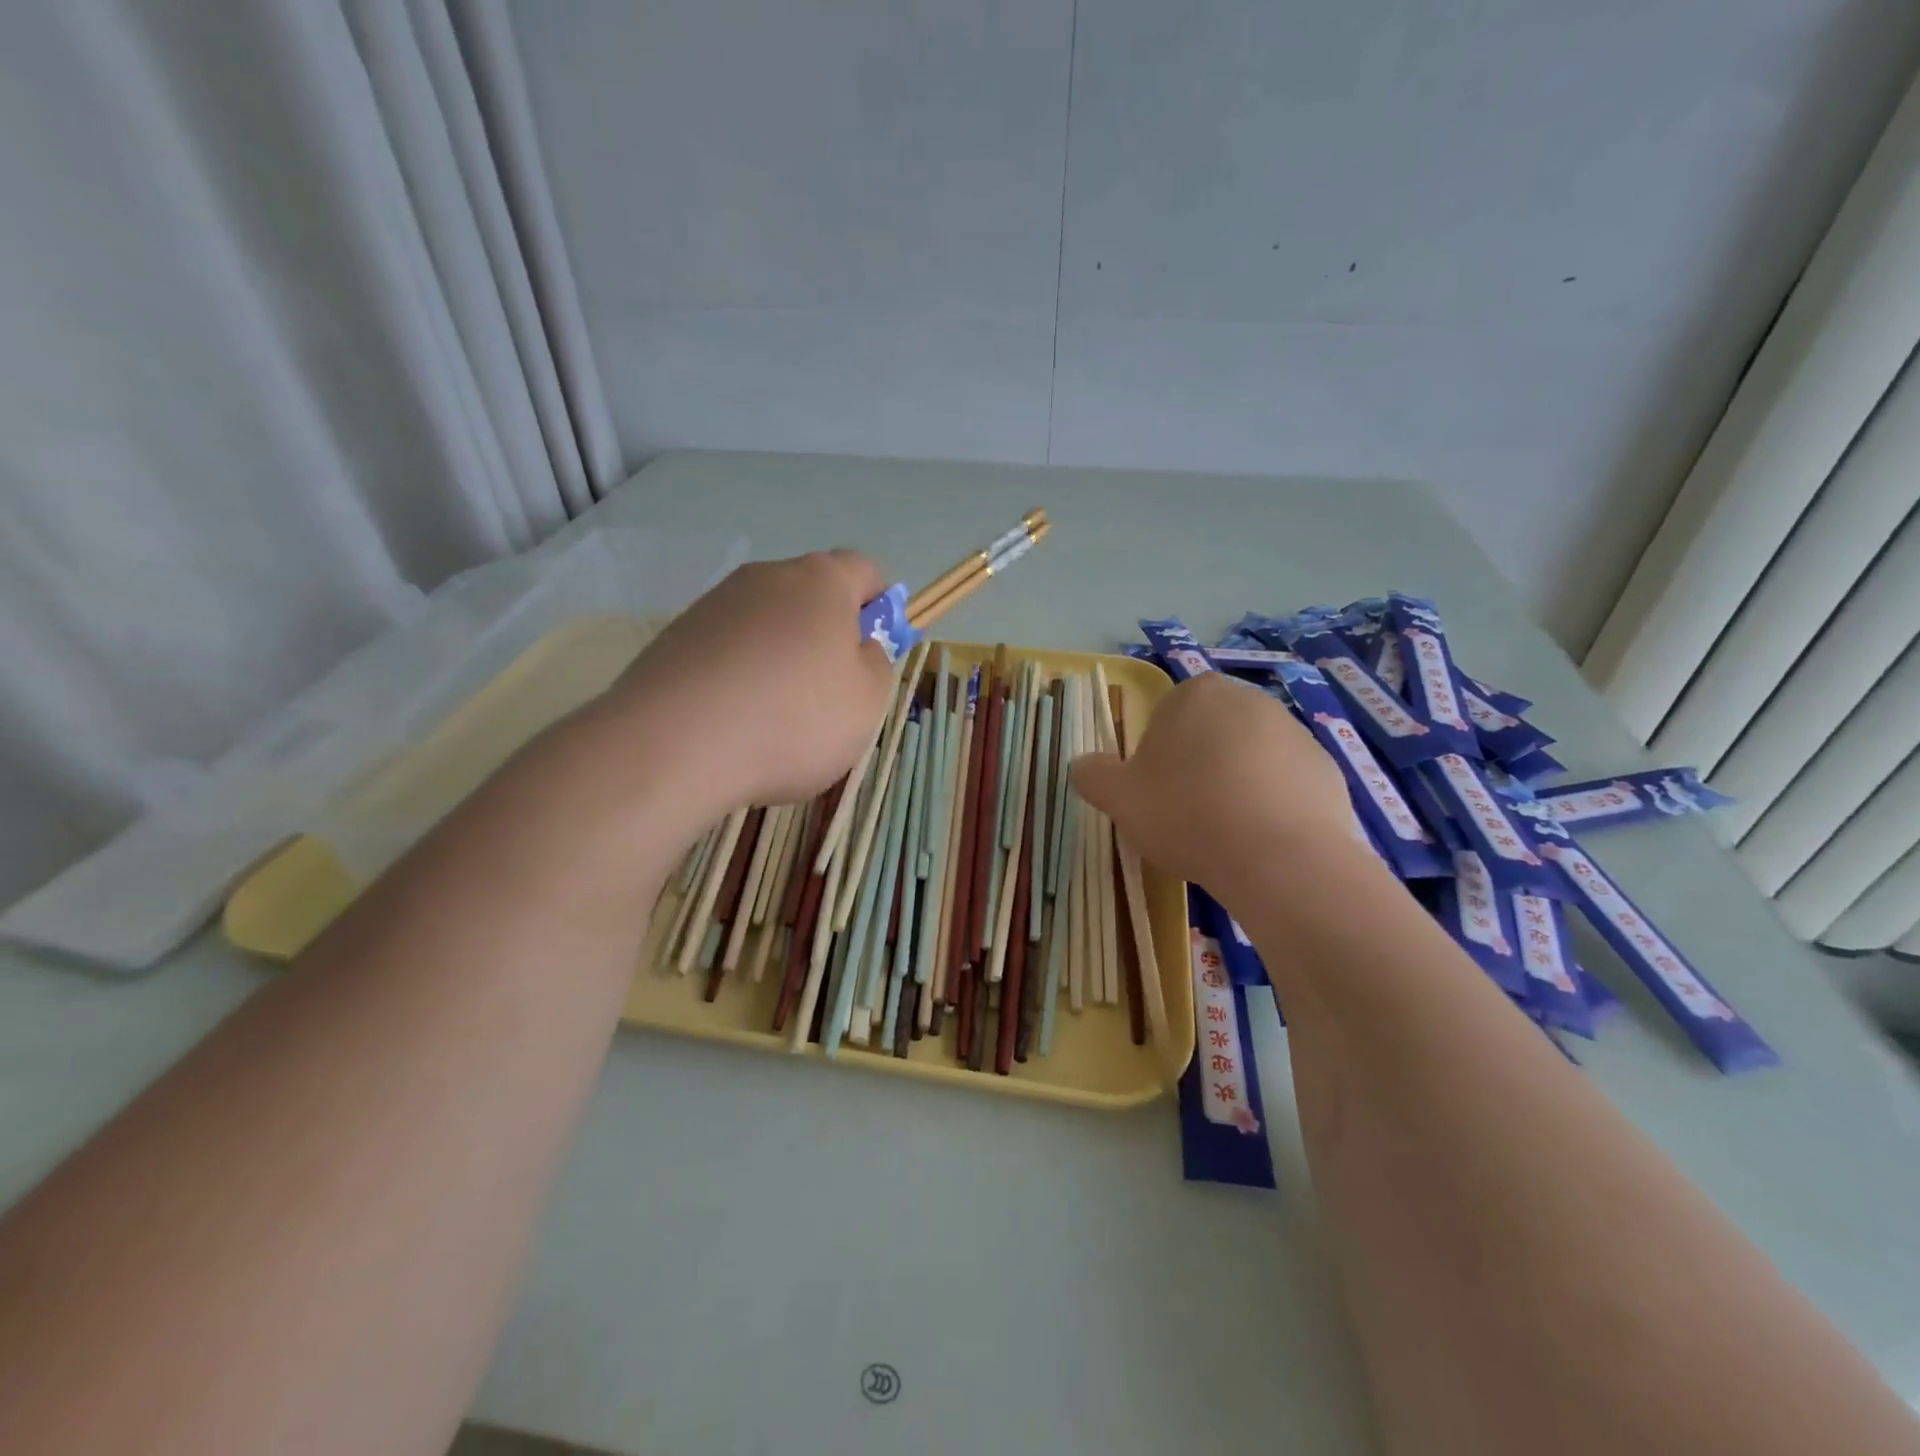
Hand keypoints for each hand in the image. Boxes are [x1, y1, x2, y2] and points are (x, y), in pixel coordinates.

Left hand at [599, 551, 895, 809]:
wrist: (674, 746)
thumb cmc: (794, 718)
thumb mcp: (867, 701)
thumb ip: (877, 664)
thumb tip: (859, 646)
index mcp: (821, 581)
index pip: (864, 570)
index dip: (879, 605)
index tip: (876, 649)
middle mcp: (765, 578)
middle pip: (811, 596)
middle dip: (827, 636)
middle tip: (831, 692)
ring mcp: (714, 605)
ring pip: (767, 625)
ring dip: (781, 659)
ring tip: (776, 719)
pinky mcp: (675, 638)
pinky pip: (727, 651)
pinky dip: (740, 677)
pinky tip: (736, 723)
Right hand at [1071, 672, 1362, 906]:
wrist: (1280, 857)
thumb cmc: (1187, 813)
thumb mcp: (1119, 797)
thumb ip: (1093, 774)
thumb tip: (1081, 765)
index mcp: (1196, 694)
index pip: (1164, 717)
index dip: (1155, 758)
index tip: (1156, 796)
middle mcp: (1249, 700)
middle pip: (1208, 735)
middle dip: (1196, 769)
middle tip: (1186, 816)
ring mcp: (1296, 732)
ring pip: (1248, 759)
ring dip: (1234, 787)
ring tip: (1226, 835)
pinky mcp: (1328, 769)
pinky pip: (1285, 785)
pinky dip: (1271, 806)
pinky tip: (1262, 842)